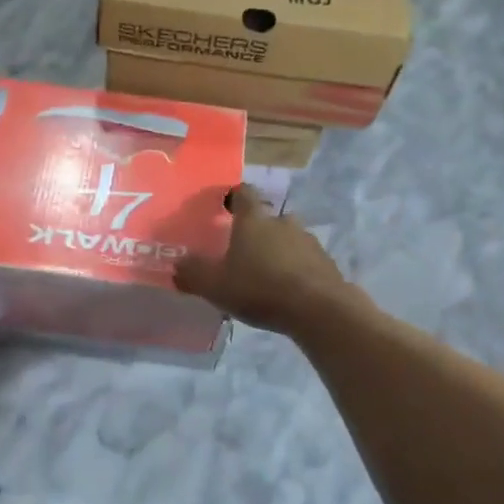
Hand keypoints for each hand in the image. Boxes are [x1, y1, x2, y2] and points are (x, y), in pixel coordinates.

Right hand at [174, 187, 362, 335]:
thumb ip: (193, 273)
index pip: (244, 193)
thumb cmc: (259, 288)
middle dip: (257, 230)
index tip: (225, 207)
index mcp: (253, 220)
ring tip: (266, 274)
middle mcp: (282, 223)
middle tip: (243, 250)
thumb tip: (177, 264)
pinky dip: (296, 269)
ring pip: (289, 239)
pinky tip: (288, 290)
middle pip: (268, 218)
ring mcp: (308, 241)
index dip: (234, 197)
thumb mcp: (215, 285)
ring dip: (278, 250)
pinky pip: (305, 260)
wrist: (318, 309)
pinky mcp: (326, 263)